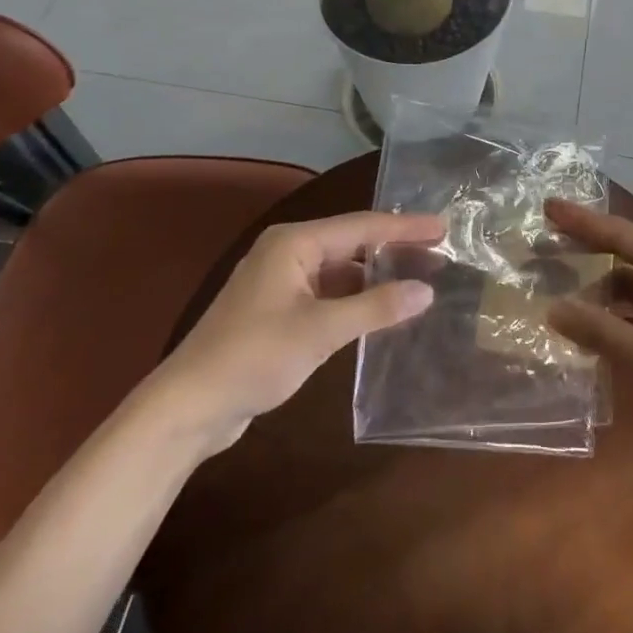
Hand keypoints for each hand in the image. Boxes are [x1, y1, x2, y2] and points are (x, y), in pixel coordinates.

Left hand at [148, 211, 441, 450]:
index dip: (405, 227)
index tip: (444, 227)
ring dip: (375, 276)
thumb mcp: (320, 331)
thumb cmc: (254, 357)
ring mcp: (281, 281)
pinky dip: (355, 298)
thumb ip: (375, 308)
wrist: (189, 406)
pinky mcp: (279, 310)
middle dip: (394, 248)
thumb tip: (426, 291)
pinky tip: (381, 310)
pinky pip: (328, 292)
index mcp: (294, 243)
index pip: (361, 226)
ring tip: (419, 280)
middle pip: (351, 243)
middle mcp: (288, 252)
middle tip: (439, 253)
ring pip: (340, 269)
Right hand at [545, 202, 632, 449]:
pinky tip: (591, 328)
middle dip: (585, 253)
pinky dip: (617, 317)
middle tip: (541, 249)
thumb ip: (603, 332)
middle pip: (625, 256)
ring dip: (599, 292)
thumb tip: (552, 309)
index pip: (621, 235)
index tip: (547, 207)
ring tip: (556, 292)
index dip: (581, 222)